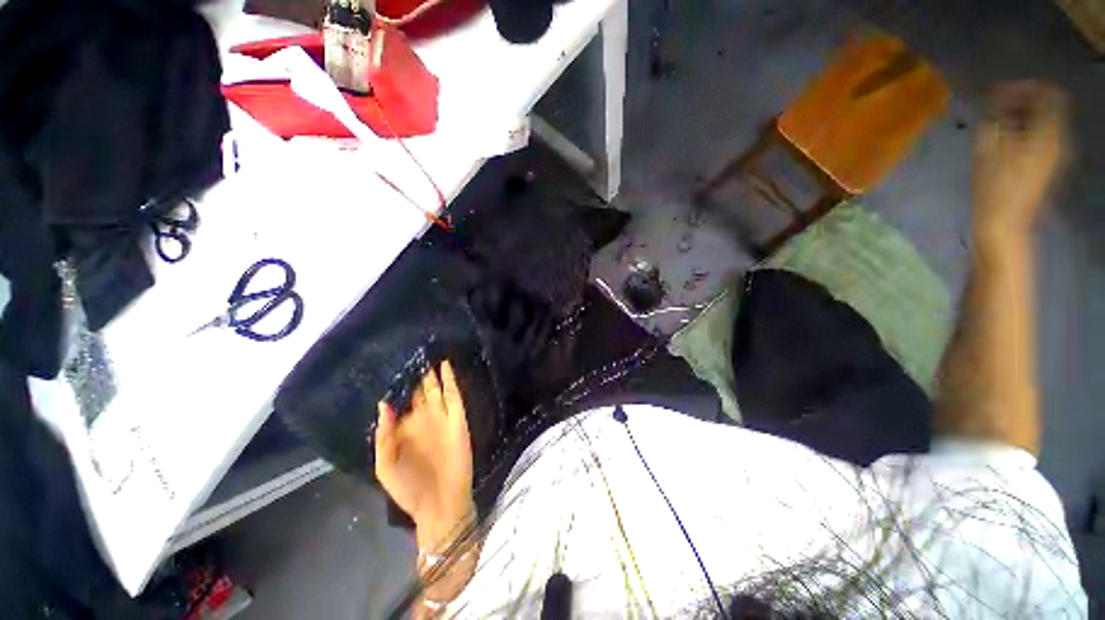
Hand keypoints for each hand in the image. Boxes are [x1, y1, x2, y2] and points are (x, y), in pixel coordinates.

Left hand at [375, 361, 474, 548]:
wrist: (439, 502)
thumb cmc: (409, 487)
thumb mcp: (385, 464)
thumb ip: (384, 435)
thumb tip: (384, 403)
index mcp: (405, 431)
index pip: (402, 403)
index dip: (399, 387)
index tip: (393, 367)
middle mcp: (424, 420)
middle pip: (420, 392)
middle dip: (417, 376)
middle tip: (413, 354)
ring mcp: (442, 418)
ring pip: (437, 390)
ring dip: (433, 374)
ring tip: (429, 356)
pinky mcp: (457, 419)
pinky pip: (454, 395)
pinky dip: (450, 380)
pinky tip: (445, 366)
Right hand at [972, 81, 1067, 244]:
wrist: (1003, 223)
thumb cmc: (992, 187)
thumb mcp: (986, 149)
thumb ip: (994, 120)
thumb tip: (995, 103)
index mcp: (1048, 134)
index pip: (1047, 94)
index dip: (1024, 86)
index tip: (998, 91)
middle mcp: (1057, 140)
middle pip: (1047, 106)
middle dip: (1021, 100)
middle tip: (994, 103)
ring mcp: (1053, 154)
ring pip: (1043, 121)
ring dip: (1021, 115)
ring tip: (996, 120)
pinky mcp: (1045, 165)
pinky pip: (1040, 136)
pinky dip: (1023, 129)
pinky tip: (1004, 136)